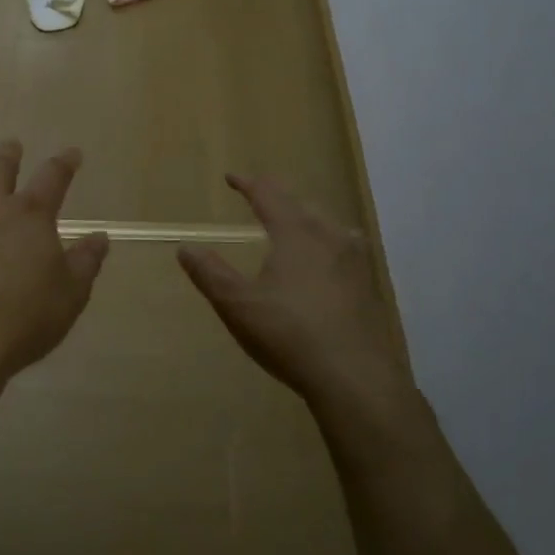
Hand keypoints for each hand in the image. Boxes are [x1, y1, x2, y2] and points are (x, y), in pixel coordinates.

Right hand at [179, 175, 410, 412]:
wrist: (355, 377)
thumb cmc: (289, 334)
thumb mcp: (237, 305)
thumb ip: (210, 273)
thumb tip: (185, 247)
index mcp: (295, 233)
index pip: (268, 195)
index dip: (247, 184)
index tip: (231, 177)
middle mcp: (328, 236)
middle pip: (300, 203)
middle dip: (277, 196)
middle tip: (260, 195)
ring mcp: (355, 260)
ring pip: (327, 223)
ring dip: (305, 215)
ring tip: (294, 220)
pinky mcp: (369, 284)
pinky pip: (345, 246)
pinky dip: (328, 239)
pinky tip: (330, 257)